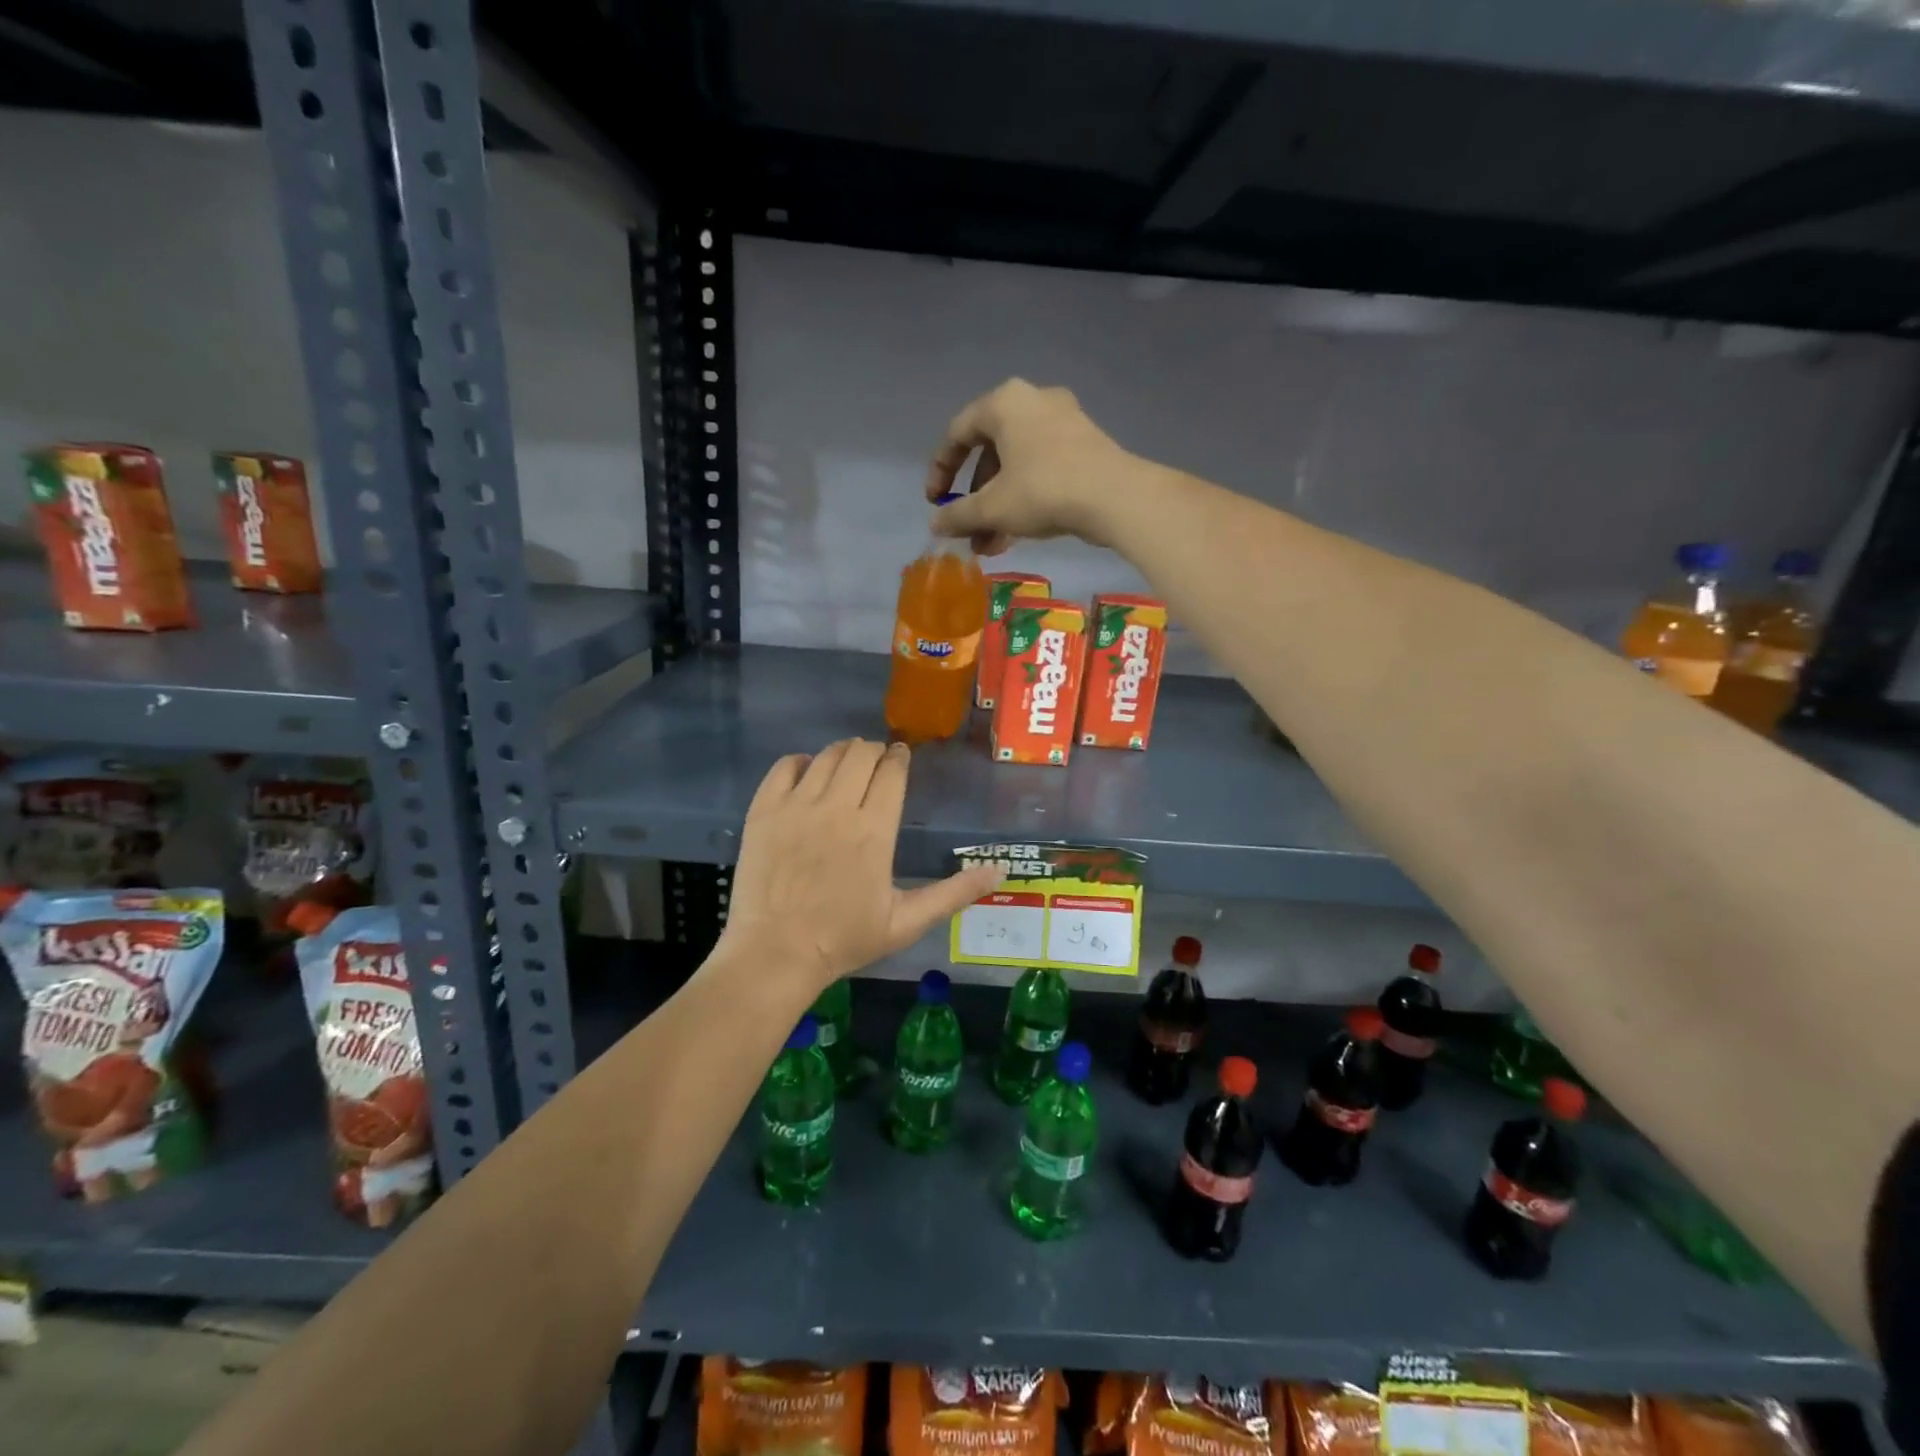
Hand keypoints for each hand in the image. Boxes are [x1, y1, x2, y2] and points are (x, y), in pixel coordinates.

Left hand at [717, 739, 1003, 995]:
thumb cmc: (845, 940)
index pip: (892, 771)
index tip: (902, 757)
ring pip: (826, 756)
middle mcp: (836, 808)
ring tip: (848, 764)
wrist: (776, 954)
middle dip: (874, 751)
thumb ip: (955, 893)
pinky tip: (808, 773)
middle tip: (877, 764)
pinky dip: (801, 762)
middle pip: (860, 754)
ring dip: (843, 752)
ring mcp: (796, 806)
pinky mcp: (763, 812)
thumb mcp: (907, 922)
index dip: (900, 757)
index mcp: (874, 830)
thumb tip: (999, 870)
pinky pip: (784, 767)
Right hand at [925, 379, 1152, 555]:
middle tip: (967, 529)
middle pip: (989, 452)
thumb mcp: (992, 507)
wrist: (1116, 497)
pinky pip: (1041, 468)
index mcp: (1004, 403)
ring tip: (990, 545)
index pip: (957, 433)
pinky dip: (1023, 497)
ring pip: (1016, 465)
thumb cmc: (1043, 490)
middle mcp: (1033, 401)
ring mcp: (1063, 421)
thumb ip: (958, 514)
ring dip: (998, 506)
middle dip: (974, 498)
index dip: (940, 471)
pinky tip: (1017, 534)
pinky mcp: (1084, 444)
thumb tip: (935, 525)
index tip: (935, 504)